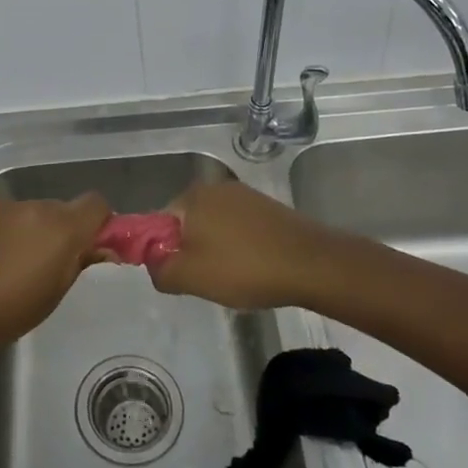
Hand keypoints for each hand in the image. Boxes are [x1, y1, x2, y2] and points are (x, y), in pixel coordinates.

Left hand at [0, 195, 110, 363]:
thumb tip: (100, 248)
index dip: (99, 223)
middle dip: (62, 231)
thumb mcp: (53, 295)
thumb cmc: (5, 314)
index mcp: (59, 226)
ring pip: (29, 214)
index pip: (95, 204)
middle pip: (60, 209)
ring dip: (31, 232)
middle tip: (50, 267)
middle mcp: (31, 207)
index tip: (92, 247)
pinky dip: (4, 234)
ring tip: (13, 268)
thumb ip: (78, 262)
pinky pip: (2, 218)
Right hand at [148, 180, 340, 310]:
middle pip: (187, 224)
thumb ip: (159, 270)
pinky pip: (238, 228)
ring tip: (234, 277)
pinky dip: (239, 247)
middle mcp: (215, 187)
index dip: (163, 252)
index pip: (158, 224)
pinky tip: (253, 267)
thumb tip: (154, 264)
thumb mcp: (190, 277)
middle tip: (207, 280)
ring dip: (215, 250)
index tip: (180, 275)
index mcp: (191, 196)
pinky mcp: (267, 207)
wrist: (313, 265)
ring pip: (213, 227)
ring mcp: (244, 195)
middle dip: (191, 251)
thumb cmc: (244, 268)